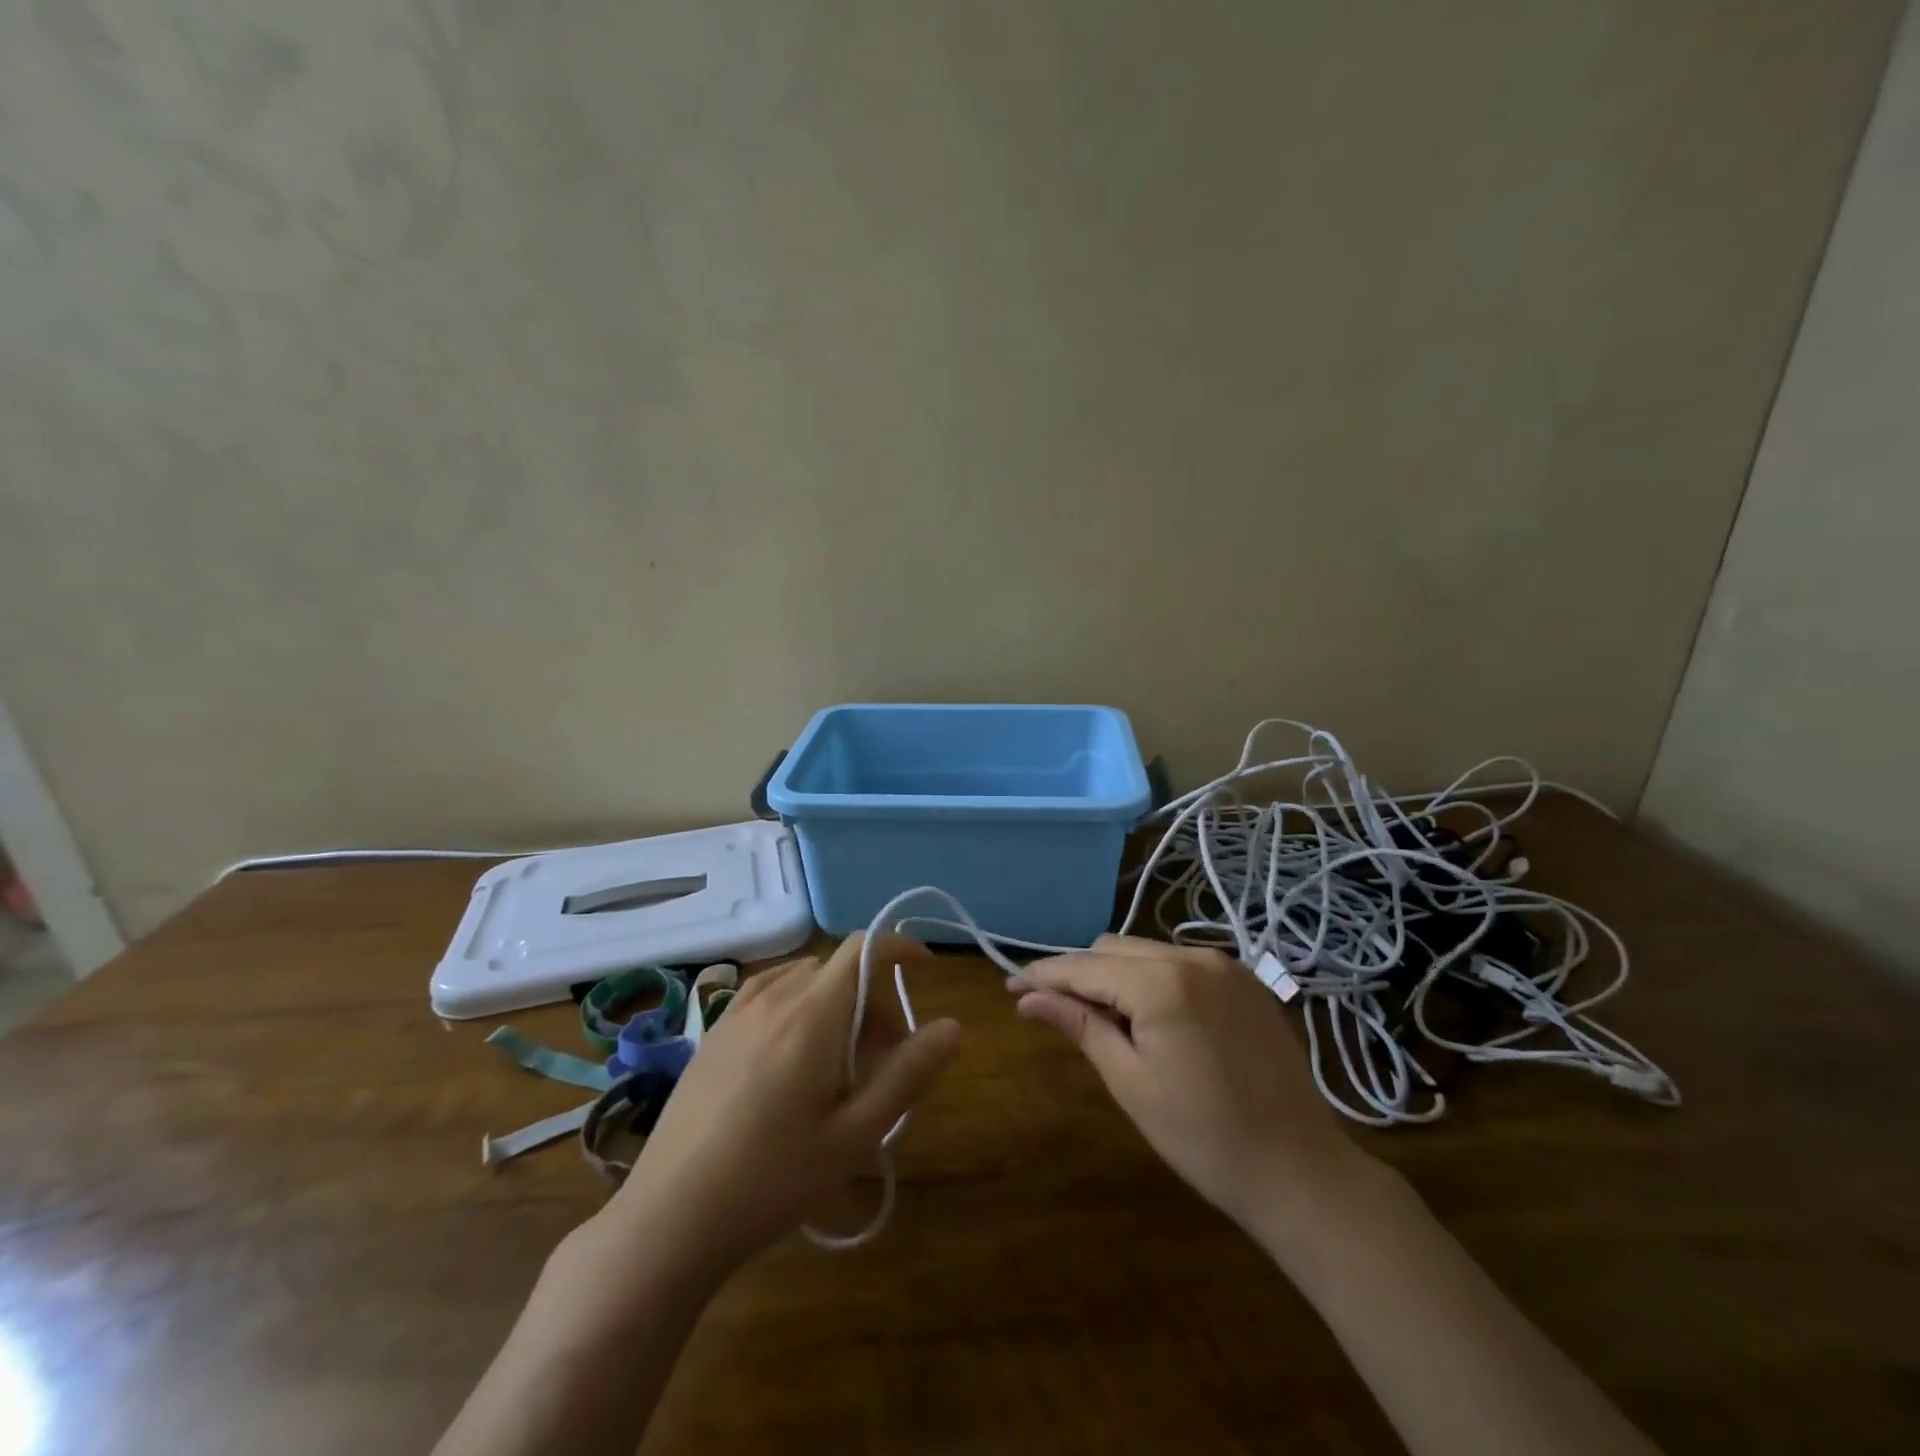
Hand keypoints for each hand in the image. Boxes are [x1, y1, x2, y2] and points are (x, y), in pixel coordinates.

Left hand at [602, 933, 961, 1272]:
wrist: (669, 1217)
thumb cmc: (773, 1178)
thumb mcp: (855, 1134)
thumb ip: (908, 1074)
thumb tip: (952, 1027)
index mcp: (812, 1014)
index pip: (862, 949)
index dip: (899, 947)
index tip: (925, 969)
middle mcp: (773, 998)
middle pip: (837, 972)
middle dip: (872, 1001)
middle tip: (883, 1062)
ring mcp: (736, 1013)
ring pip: (803, 982)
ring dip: (834, 1004)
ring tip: (838, 1066)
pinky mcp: (713, 1034)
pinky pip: (768, 994)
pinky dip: (797, 1005)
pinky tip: (792, 1056)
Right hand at [1012, 935, 1372, 1231]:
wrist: (1301, 1171)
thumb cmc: (1204, 1138)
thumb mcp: (1130, 1083)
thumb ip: (1079, 1026)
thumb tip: (1027, 1000)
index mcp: (1162, 982)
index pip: (1085, 966)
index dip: (1043, 975)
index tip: (1010, 988)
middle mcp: (1193, 957)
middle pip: (1113, 948)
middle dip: (1079, 974)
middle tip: (1054, 1011)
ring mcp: (1225, 965)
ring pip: (1147, 951)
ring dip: (1116, 975)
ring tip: (1101, 1017)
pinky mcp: (1246, 980)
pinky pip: (1181, 964)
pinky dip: (1153, 979)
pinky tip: (1150, 1016)